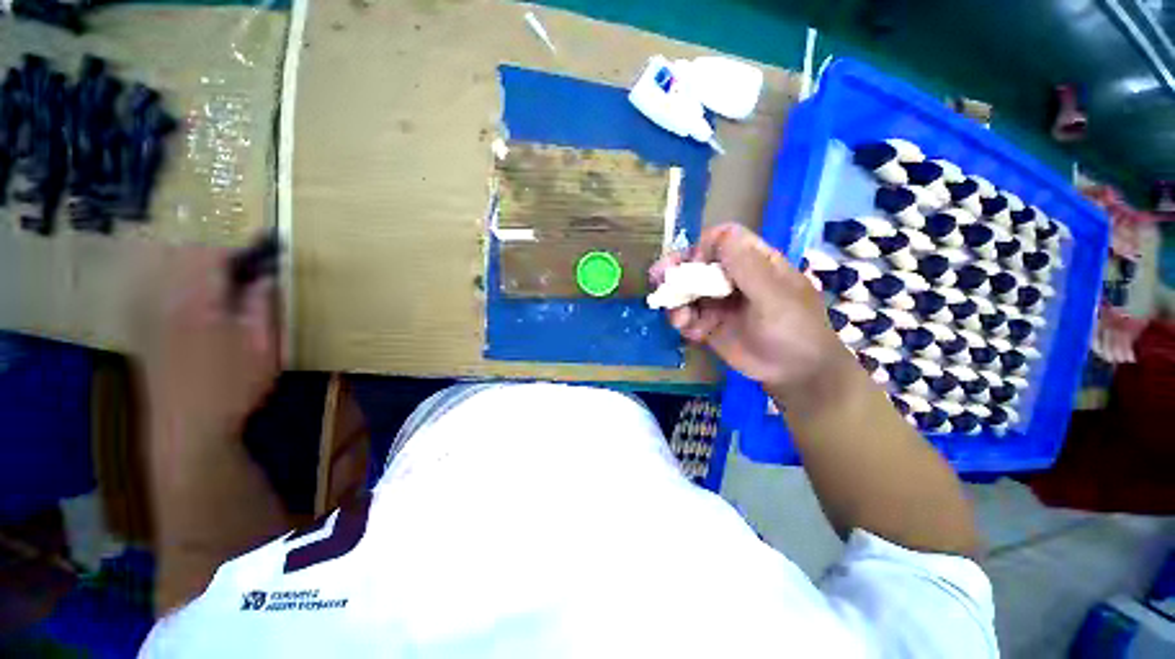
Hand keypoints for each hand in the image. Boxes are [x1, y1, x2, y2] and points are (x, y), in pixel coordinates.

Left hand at [135, 243, 279, 440]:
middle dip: (218, 255)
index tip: (268, 252)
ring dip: (195, 266)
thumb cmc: (233, 387)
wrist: (187, 429)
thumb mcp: (263, 347)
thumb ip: (262, 306)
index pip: (213, 256)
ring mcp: (149, 315)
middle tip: (248, 268)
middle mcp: (165, 301)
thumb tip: (266, 277)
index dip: (242, 249)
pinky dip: (175, 282)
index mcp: (198, 303)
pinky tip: (195, 300)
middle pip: (184, 256)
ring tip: (223, 279)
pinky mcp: (144, 330)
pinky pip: (154, 290)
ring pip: (165, 270)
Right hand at [651, 223, 844, 391]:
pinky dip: (683, 322)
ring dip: (676, 301)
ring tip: (679, 320)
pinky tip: (691, 333)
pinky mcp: (709, 323)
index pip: (723, 239)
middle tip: (657, 278)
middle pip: (697, 262)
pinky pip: (687, 315)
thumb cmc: (794, 329)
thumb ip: (748, 267)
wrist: (794, 374)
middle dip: (676, 271)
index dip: (704, 247)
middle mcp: (732, 277)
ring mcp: (719, 301)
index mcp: (754, 262)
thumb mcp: (775, 297)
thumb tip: (719, 234)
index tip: (694, 265)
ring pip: (687, 290)